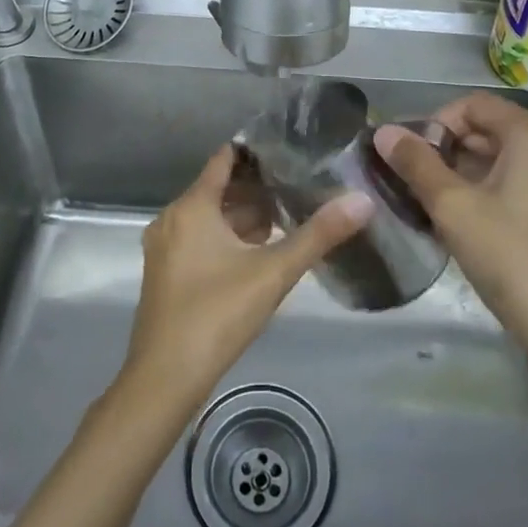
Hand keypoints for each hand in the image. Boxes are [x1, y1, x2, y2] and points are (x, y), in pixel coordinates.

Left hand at [119, 146, 371, 416]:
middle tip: (299, 183)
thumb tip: (363, 200)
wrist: (164, 379)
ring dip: (243, 216)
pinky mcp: (165, 274)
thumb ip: (318, 235)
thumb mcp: (274, 272)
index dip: (255, 151)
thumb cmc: (217, 314)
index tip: (288, 147)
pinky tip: (258, 252)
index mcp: (192, 207)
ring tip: (287, 215)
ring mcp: (165, 248)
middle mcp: (172, 219)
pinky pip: (199, 239)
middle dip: (257, 187)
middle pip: (218, 189)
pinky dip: (226, 238)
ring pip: (209, 218)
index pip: (224, 160)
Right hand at [376, 93, 527, 385]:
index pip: (474, 105)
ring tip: (443, 209)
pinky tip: (479, 226)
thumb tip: (383, 131)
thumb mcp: (452, 209)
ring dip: (472, 173)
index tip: (413, 158)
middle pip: (494, 129)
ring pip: (511, 159)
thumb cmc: (512, 260)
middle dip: (452, 151)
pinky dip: (499, 191)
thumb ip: (416, 163)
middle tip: (421, 186)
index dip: (436, 123)